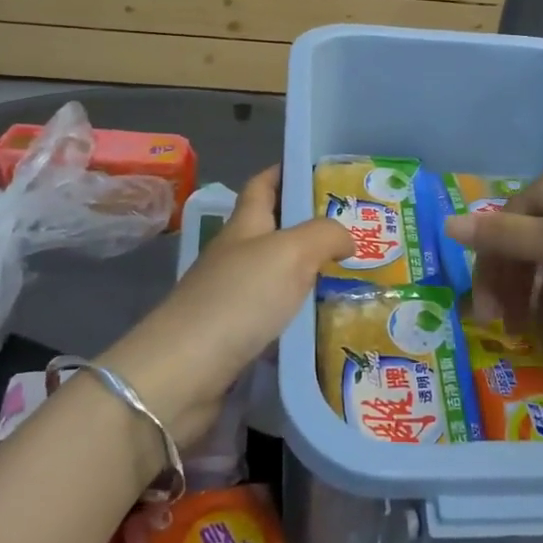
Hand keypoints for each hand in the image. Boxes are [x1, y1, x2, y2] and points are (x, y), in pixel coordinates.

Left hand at [99, 166, 349, 449]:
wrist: (183, 372)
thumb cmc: (238, 298)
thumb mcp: (290, 252)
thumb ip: (324, 235)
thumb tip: (347, 237)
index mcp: (244, 226)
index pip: (263, 185)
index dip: (286, 171)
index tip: (321, 170)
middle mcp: (236, 256)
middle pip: (274, 231)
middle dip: (311, 226)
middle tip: (359, 230)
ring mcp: (232, 298)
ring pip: (278, 276)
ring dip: (310, 274)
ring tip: (354, 277)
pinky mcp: (234, 338)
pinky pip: (276, 317)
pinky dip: (300, 316)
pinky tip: (327, 324)